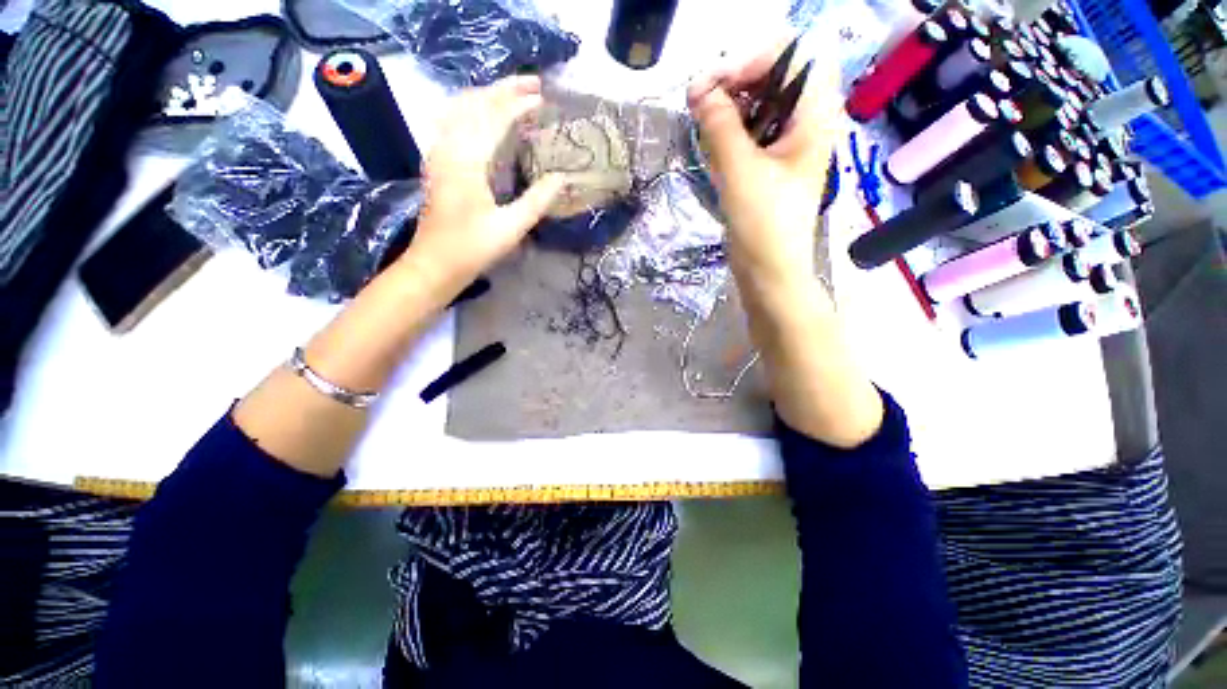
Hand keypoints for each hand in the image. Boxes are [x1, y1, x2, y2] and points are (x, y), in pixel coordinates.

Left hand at [395, 75, 564, 301]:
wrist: (434, 264)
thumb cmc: (473, 248)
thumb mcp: (511, 228)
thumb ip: (537, 201)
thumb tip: (562, 179)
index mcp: (468, 162)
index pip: (495, 119)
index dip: (519, 105)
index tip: (543, 99)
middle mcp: (449, 148)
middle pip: (475, 104)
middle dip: (504, 89)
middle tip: (533, 84)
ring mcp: (439, 154)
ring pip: (460, 109)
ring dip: (486, 95)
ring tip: (511, 93)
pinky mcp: (437, 164)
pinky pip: (452, 122)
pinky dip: (471, 109)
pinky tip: (480, 115)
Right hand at [687, 46, 841, 305]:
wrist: (770, 272)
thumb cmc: (763, 225)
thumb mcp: (740, 171)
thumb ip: (720, 125)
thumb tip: (699, 91)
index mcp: (814, 118)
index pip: (790, 58)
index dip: (749, 61)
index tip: (710, 85)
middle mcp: (806, 125)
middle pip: (775, 78)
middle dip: (735, 81)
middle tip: (698, 99)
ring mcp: (789, 146)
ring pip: (761, 105)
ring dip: (729, 105)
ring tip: (700, 118)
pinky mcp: (771, 166)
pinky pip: (752, 132)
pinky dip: (730, 129)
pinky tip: (711, 140)